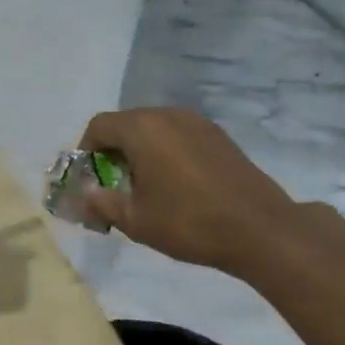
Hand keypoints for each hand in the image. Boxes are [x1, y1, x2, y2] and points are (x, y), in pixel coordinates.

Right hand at [79, 108, 296, 275]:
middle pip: (126, 124)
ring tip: (145, 188)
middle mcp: (168, 115)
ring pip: (153, 129)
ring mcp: (197, 122)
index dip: (85, 152)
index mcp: (142, 128)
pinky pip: (178, 135)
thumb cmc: (189, 222)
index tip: (89, 181)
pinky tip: (175, 185)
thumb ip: (101, 203)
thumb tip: (82, 196)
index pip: (99, 126)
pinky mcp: (218, 135)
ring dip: (139, 152)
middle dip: (112, 152)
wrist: (261, 230)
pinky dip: (165, 152)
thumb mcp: (135, 220)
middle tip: (113, 187)